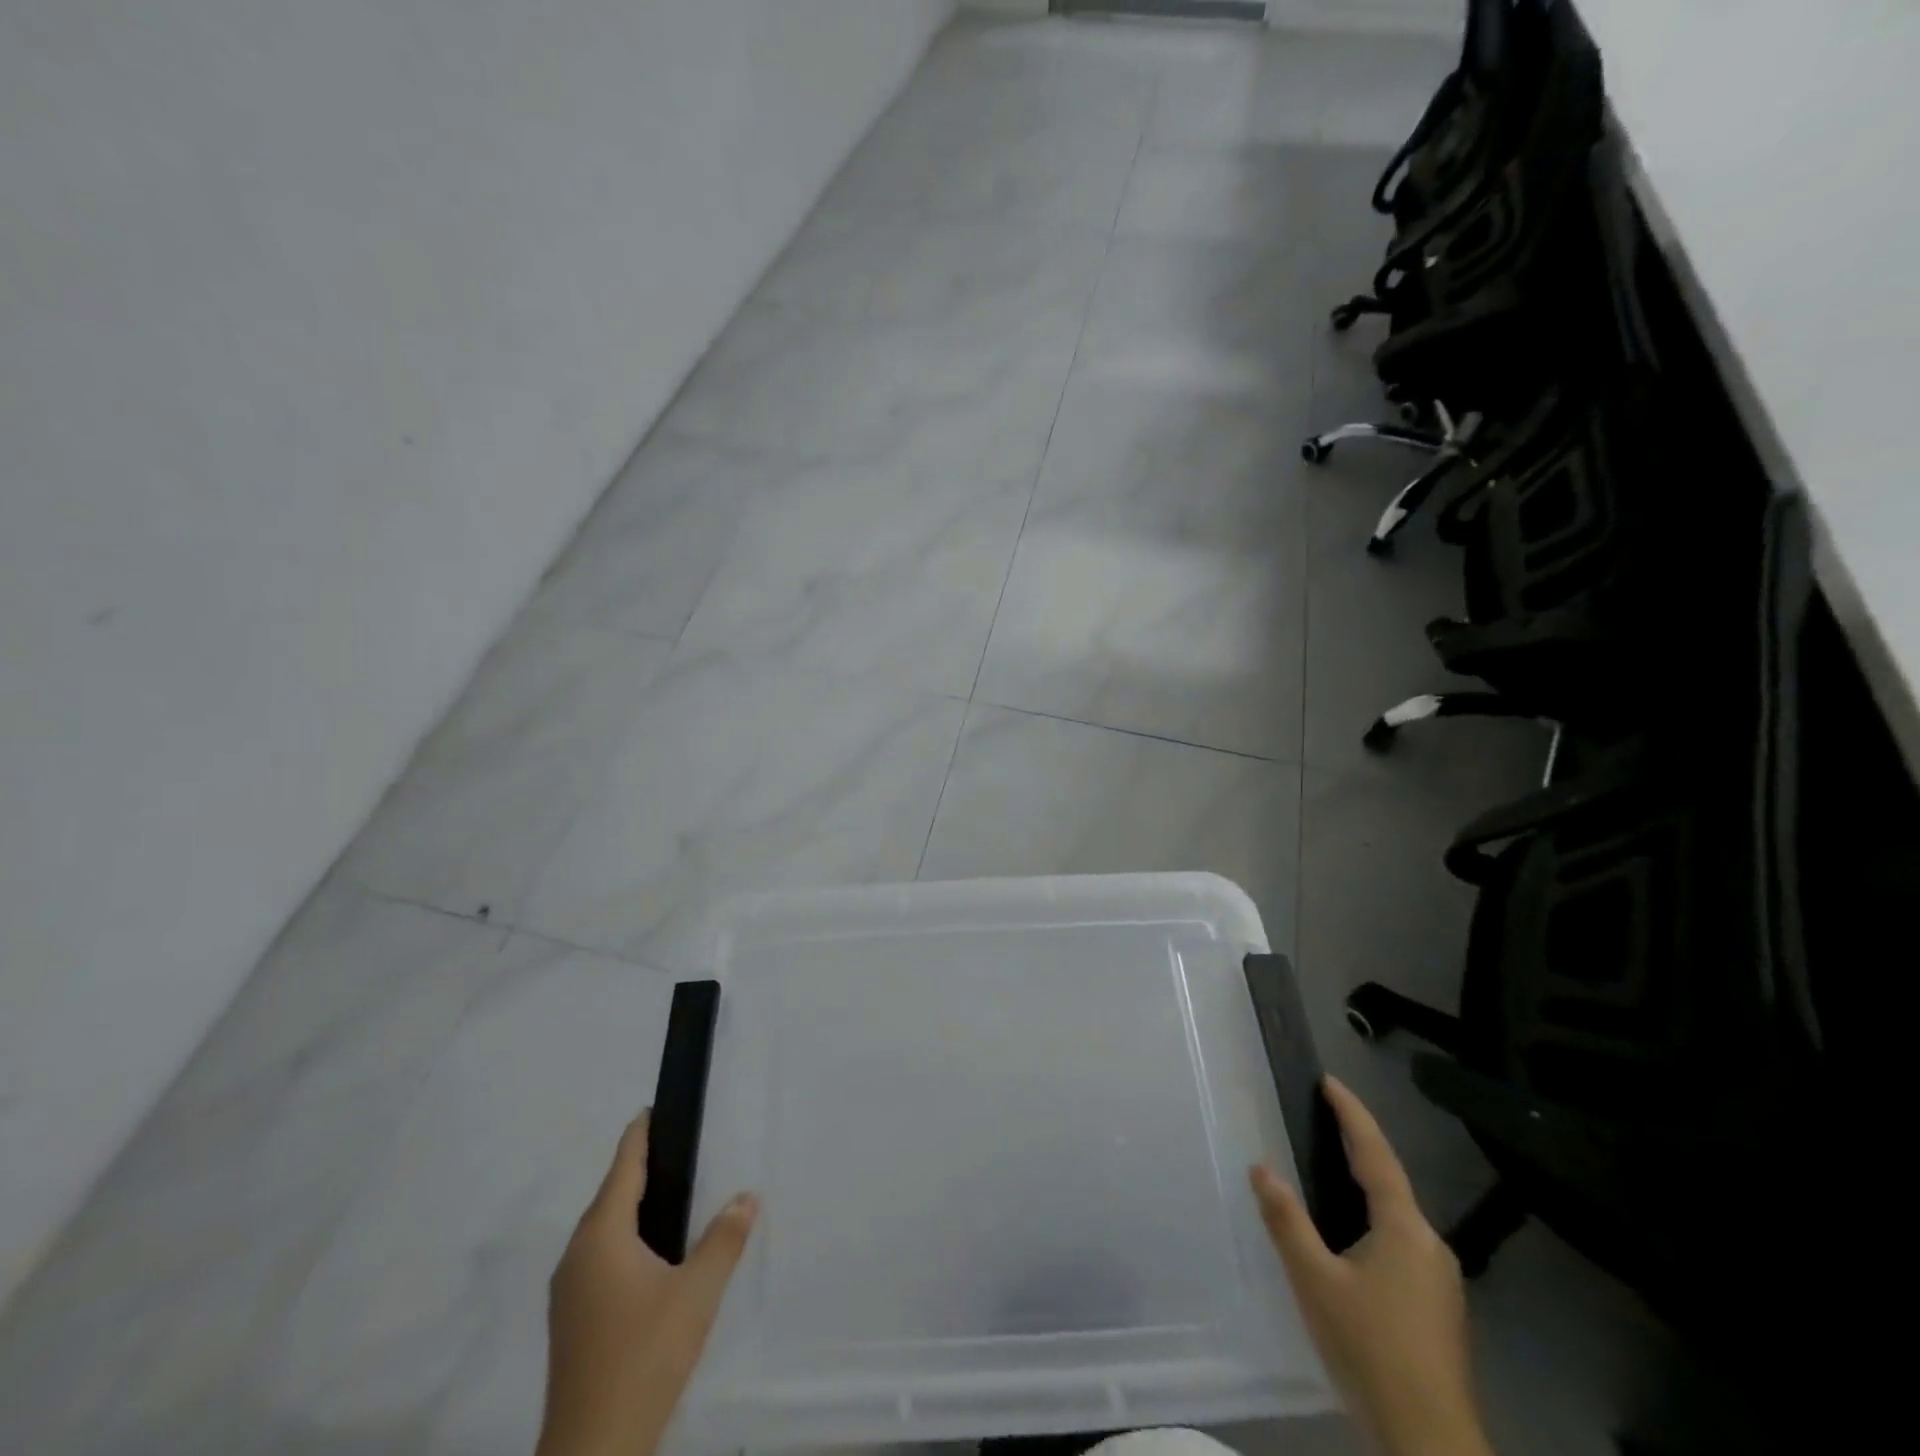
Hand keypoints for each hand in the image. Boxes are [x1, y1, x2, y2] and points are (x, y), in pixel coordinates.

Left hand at [539, 1111, 758, 1455]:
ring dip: (634, 1206)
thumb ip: (724, 1238)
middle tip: (681, 1147)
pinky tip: (652, 1254)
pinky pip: (600, 1256)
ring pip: (604, 1229)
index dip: (640, 1134)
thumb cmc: (645, 1356)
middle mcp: (577, 1254)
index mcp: (601, 1236)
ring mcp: (569, 1290)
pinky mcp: (571, 1319)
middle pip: (611, 1195)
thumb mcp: (698, 1293)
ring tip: (674, 1195)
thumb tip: (746, 1196)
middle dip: (642, 1168)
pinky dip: (626, 1238)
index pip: (623, 1166)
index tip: (655, 1107)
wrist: (593, 1452)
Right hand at [1250, 1079, 1490, 1455]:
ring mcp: (1440, 1278)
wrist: (1428, 1440)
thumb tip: (1260, 1166)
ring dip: (1367, 1183)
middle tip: (1324, 1116)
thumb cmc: (1368, 1348)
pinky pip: (1402, 1240)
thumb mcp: (1315, 1281)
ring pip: (1398, 1213)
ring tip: (1332, 1165)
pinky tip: (1352, 1234)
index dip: (1352, 1114)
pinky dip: (1374, 1216)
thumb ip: (1286, 1220)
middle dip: (1358, 1145)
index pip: (1375, 1154)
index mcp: (1404, 1228)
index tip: (1330, 1082)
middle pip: (1390, 1180)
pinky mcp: (1439, 1305)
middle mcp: (1430, 1244)